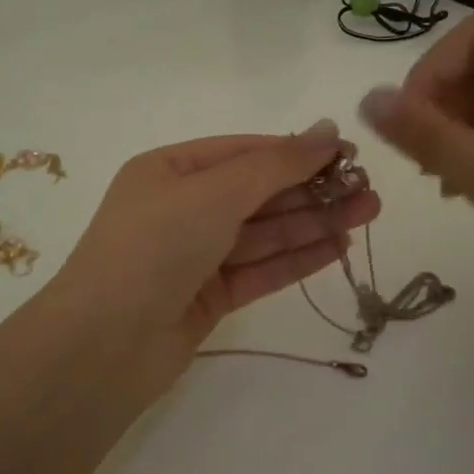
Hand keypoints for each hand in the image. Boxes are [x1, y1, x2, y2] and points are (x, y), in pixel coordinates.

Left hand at [40, 123, 381, 403]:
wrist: (104, 344)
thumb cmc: (156, 246)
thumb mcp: (216, 192)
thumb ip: (276, 164)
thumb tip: (327, 129)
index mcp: (169, 171)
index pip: (243, 152)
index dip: (295, 151)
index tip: (347, 153)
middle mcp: (181, 209)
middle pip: (258, 193)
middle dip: (312, 190)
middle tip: (369, 189)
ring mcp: (194, 256)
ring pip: (264, 233)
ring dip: (314, 223)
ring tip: (368, 213)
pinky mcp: (208, 298)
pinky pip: (259, 270)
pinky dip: (297, 259)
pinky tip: (339, 248)